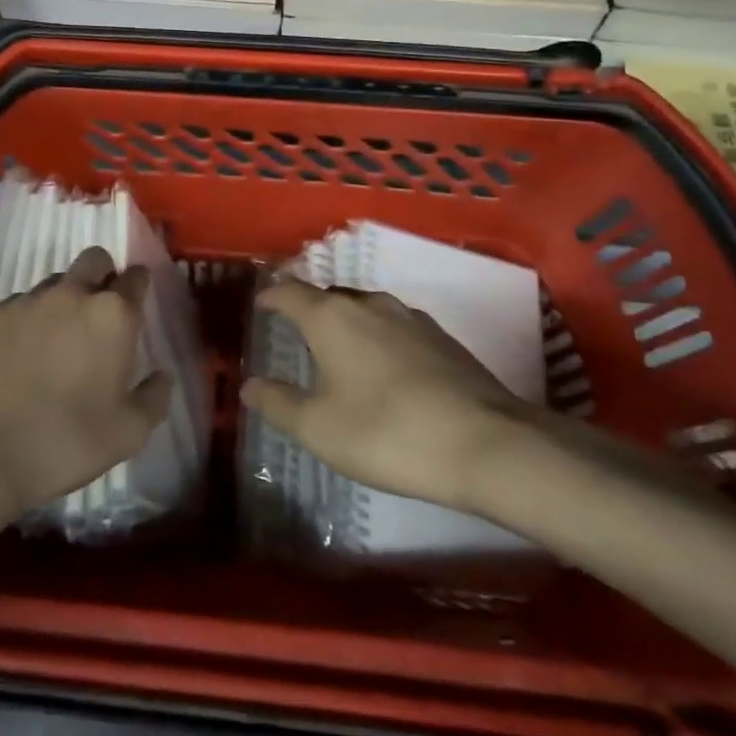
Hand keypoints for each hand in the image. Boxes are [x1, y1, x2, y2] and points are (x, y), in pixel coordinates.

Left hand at [0, 246, 172, 517]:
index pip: (136, 277)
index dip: (138, 286)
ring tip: (57, 338)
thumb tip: (162, 376)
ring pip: (56, 281)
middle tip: (99, 314)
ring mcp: (28, 300)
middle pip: (95, 260)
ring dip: (65, 298)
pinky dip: (28, 319)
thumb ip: (154, 397)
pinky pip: (20, 303)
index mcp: (113, 315)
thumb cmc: (66, 441)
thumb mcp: (128, 433)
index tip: (136, 305)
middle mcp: (72, 294)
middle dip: (103, 275)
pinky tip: (21, 353)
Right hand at [240, 278, 539, 513]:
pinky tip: (384, 365)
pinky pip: (394, 325)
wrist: (486, 443)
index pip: (290, 291)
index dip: (271, 295)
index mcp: (331, 317)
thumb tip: (249, 385)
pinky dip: (377, 336)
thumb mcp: (319, 428)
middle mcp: (368, 304)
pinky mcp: (441, 337)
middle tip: (295, 328)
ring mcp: (410, 317)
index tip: (260, 303)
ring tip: (339, 346)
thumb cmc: (387, 433)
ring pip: (365, 307)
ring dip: (346, 320)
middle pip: (328, 294)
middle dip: (309, 306)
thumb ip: (279, 403)